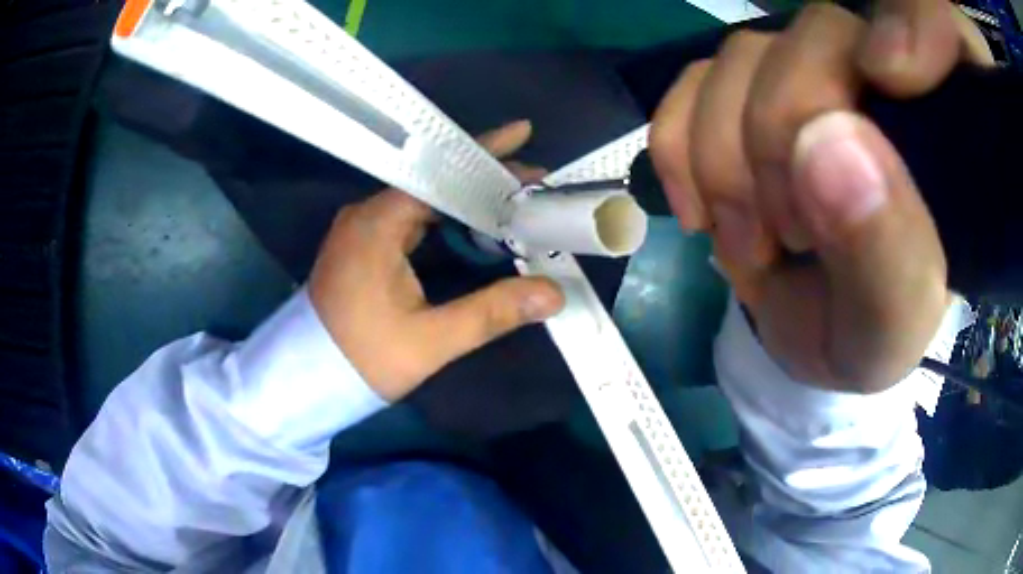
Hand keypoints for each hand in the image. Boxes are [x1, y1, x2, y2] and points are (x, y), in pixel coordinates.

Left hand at [309, 121, 563, 400]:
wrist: (309, 379)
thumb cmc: (363, 359)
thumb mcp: (430, 341)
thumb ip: (491, 312)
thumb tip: (553, 294)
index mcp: (377, 223)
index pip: (438, 173)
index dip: (485, 155)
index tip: (524, 138)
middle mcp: (367, 214)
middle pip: (433, 181)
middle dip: (483, 178)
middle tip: (531, 183)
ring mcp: (362, 228)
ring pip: (423, 200)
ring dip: (466, 199)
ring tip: (514, 201)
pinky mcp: (363, 245)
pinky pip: (411, 218)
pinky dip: (446, 218)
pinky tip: (475, 226)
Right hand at [649, 0, 991, 391]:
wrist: (804, 333)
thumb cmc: (866, 335)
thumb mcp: (890, 325)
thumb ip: (887, 250)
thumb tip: (828, 141)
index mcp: (937, 130)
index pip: (938, 24)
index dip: (917, 22)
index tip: (888, 89)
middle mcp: (872, 77)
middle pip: (813, 36)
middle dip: (780, 139)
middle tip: (789, 236)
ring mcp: (797, 76)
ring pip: (740, 57)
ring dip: (725, 159)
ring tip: (754, 240)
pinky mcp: (738, 95)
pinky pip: (688, 83)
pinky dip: (679, 147)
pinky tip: (703, 209)